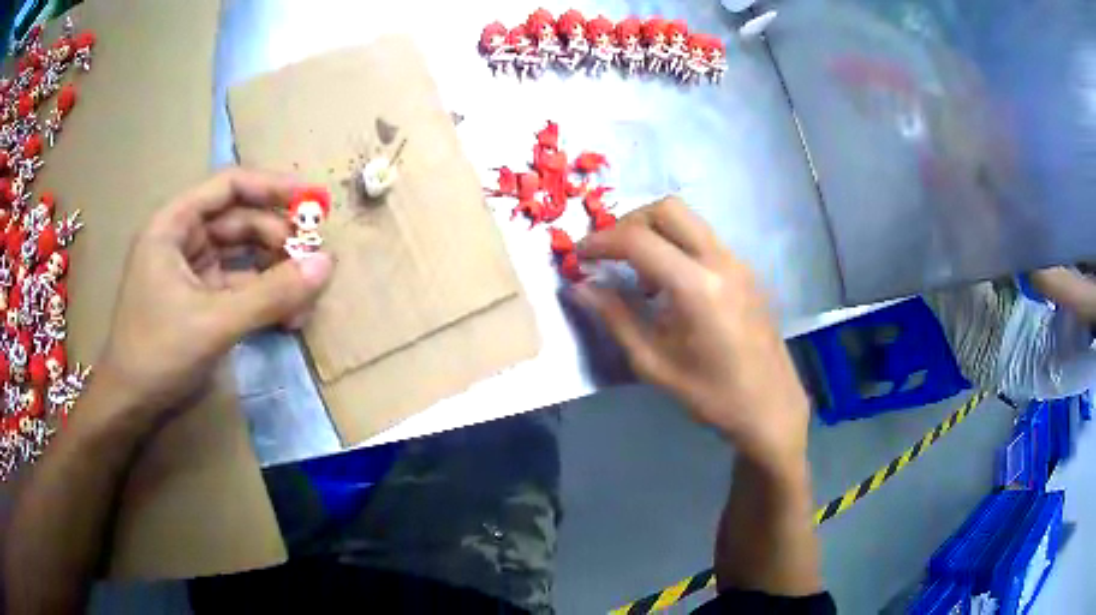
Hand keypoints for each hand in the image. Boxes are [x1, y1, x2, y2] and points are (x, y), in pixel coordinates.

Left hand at [93, 168, 333, 422]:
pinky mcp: (199, 301)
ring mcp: (190, 272)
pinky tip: (286, 315)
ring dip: (273, 272)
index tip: (312, 201)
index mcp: (173, 225)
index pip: (228, 187)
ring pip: (241, 256)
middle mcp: (182, 240)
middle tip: (313, 262)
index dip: (271, 187)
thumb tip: (327, 264)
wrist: (131, 406)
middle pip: (239, 221)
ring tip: (305, 297)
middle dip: (277, 239)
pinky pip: (237, 286)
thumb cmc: (158, 353)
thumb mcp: (214, 322)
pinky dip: (262, 297)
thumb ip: (270, 294)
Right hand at [573, 197, 808, 466]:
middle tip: (608, 254)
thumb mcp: (655, 364)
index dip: (601, 241)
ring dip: (654, 231)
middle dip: (629, 222)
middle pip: (667, 209)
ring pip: (688, 219)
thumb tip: (580, 288)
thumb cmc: (712, 395)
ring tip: (638, 273)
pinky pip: (703, 238)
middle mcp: (720, 261)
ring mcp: (738, 262)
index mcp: (697, 287)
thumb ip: (616, 318)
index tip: (578, 255)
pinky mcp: (746, 270)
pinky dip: (676, 244)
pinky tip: (669, 284)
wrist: (771, 406)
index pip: (639, 240)